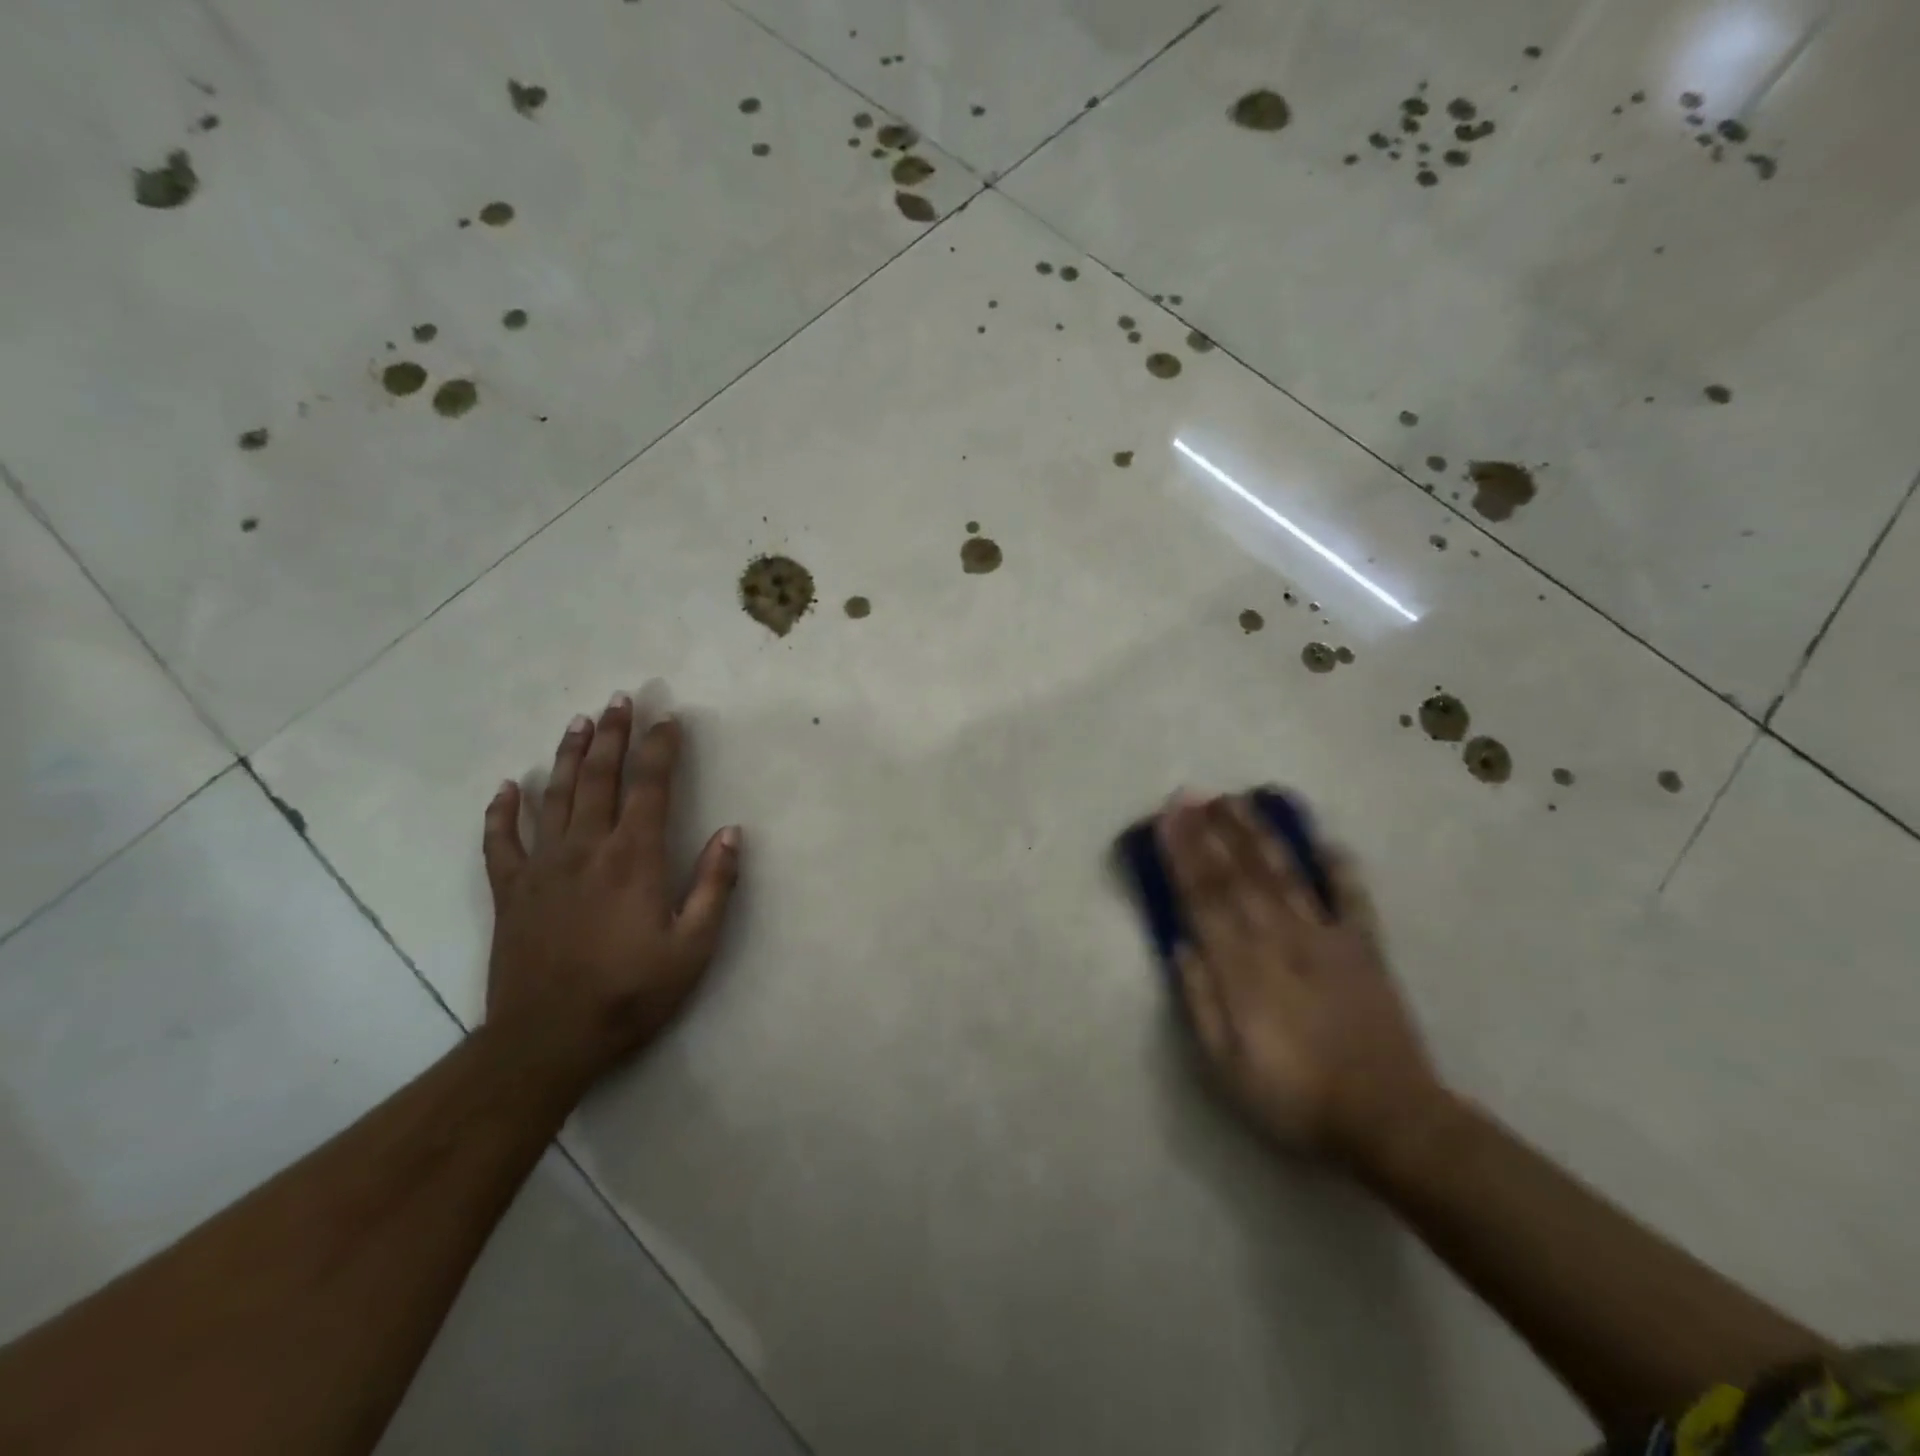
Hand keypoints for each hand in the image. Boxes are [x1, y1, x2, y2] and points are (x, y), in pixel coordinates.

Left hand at [481, 695, 740, 1088]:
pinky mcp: (510, 891)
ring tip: (579, 723)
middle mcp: (586, 849)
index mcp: (633, 858)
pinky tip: (507, 787)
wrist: (547, 1040)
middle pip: (599, 778)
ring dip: (568, 756)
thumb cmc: (630, 993)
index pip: (650, 787)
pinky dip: (502, 811)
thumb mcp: (693, 947)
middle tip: (620, 699)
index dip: (660, 749)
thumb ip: (714, 886)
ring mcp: (542, 867)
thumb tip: (731, 833)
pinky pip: (501, 841)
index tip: (669, 719)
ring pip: (554, 796)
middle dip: (613, 735)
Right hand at [1159, 796, 1442, 1164]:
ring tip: (1237, 800)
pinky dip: (1340, 867)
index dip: (1183, 854)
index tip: (1167, 819)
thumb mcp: (1225, 1067)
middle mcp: (1280, 940)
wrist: (1390, 1123)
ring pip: (1284, 874)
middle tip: (1192, 793)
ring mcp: (1326, 940)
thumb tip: (1180, 946)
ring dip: (1258, 835)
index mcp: (1242, 969)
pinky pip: (1352, 898)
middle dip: (1211, 831)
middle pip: (1238, 875)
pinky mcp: (1366, 950)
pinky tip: (1327, 839)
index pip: (1203, 898)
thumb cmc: (1294, 1099)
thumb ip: (1200, 1002)